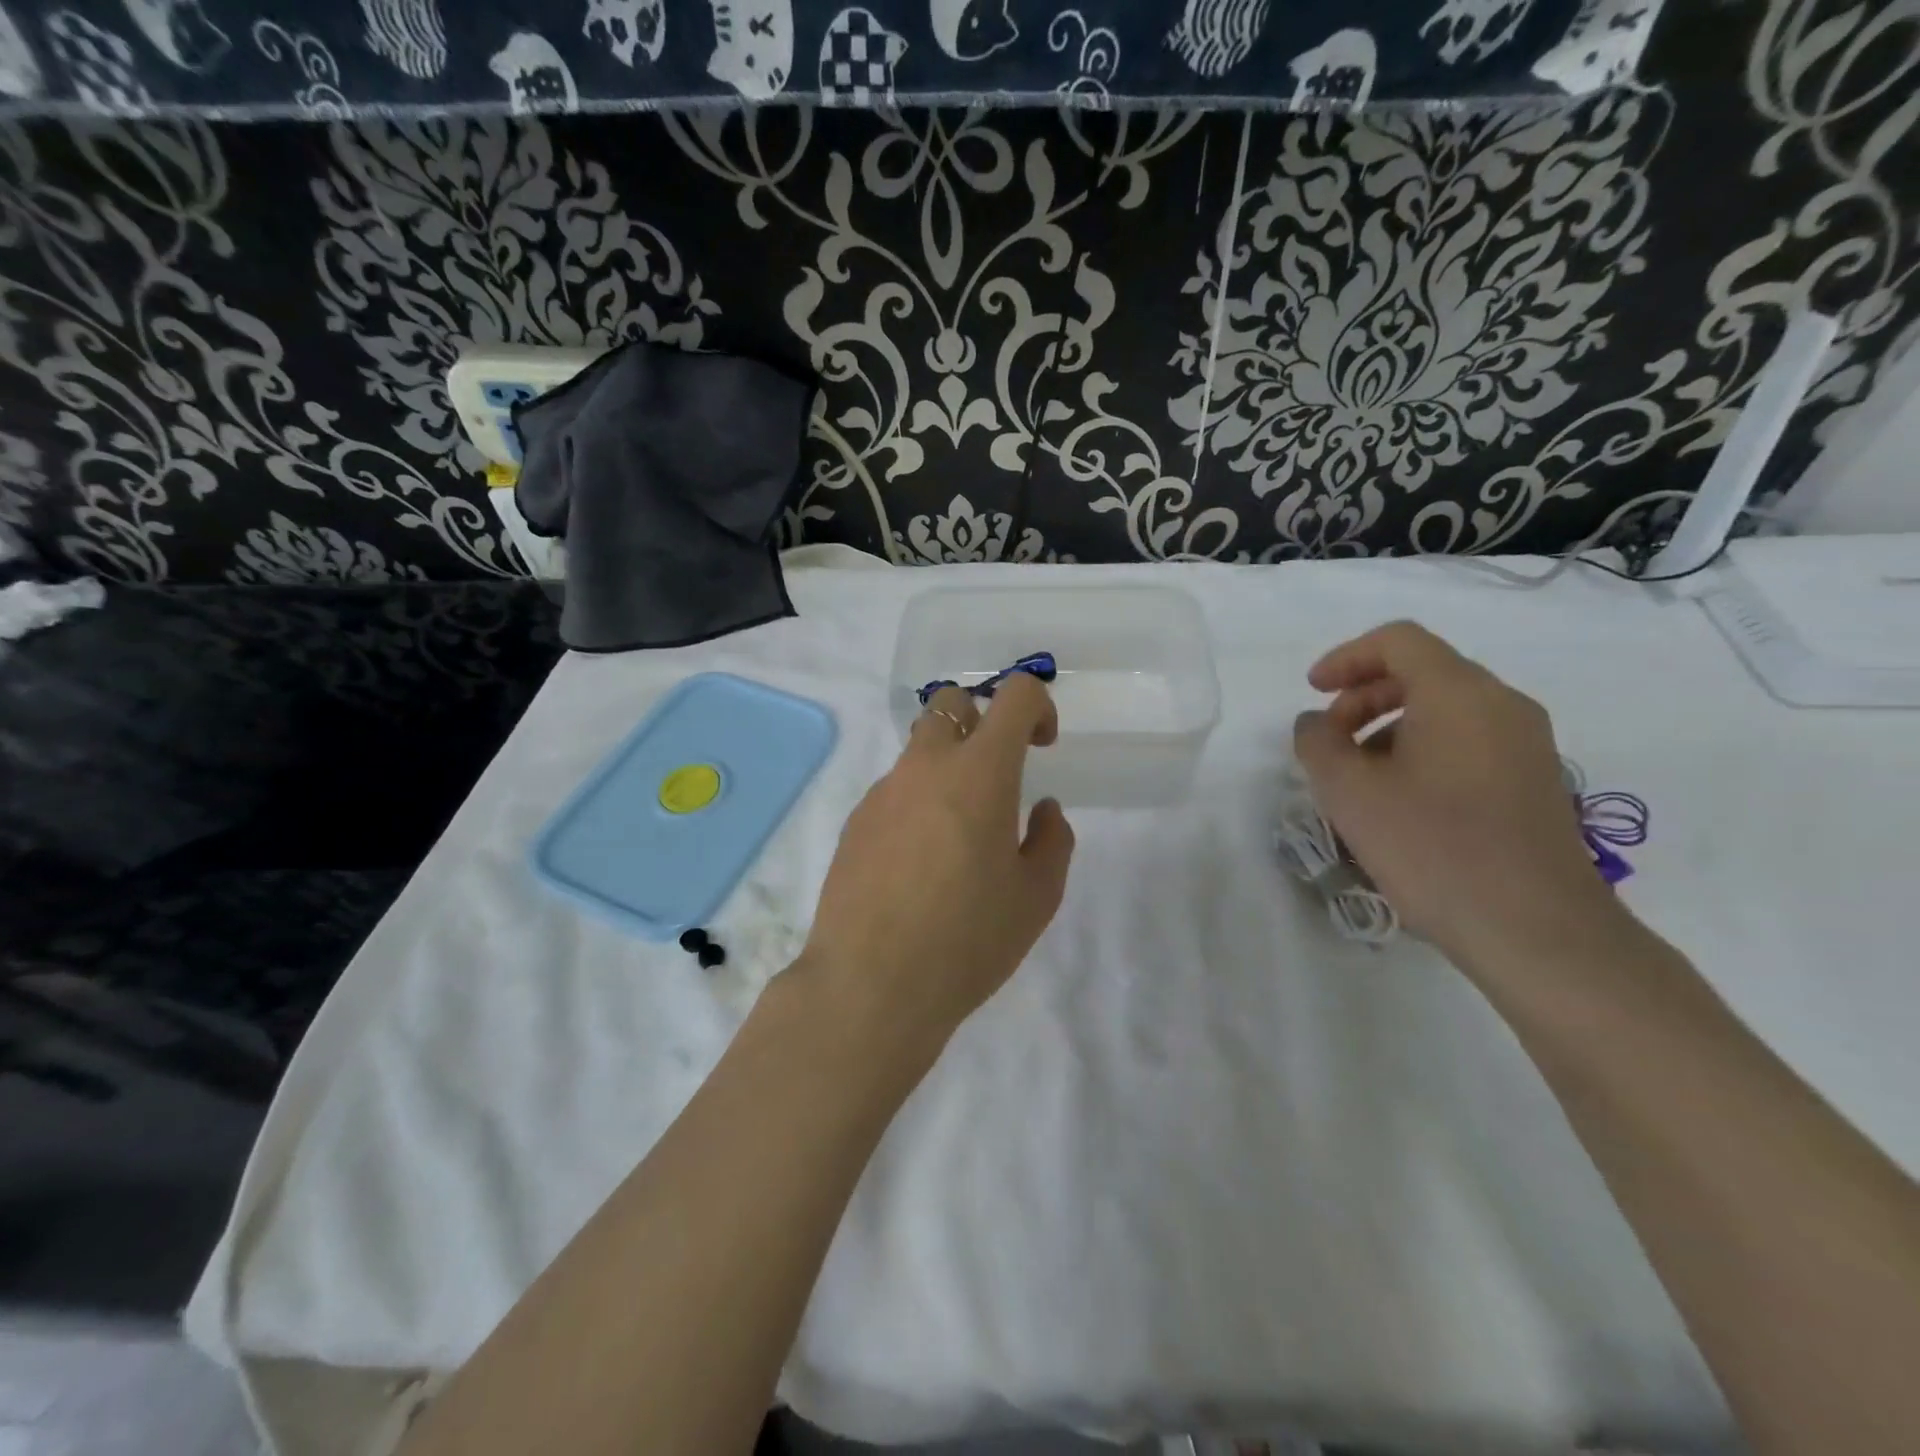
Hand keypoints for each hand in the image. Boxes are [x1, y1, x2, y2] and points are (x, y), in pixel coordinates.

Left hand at [798, 674, 1075, 1046]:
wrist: (870, 984)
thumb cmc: (967, 939)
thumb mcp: (1036, 897)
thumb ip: (1052, 840)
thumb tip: (1043, 810)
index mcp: (980, 772)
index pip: (1014, 695)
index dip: (1038, 706)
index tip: (1043, 747)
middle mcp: (926, 766)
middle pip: (951, 703)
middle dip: (981, 721)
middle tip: (997, 778)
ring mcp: (883, 792)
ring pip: (919, 751)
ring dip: (947, 770)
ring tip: (958, 840)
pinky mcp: (854, 822)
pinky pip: (894, 792)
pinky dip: (916, 806)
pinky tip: (919, 866)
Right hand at [1293, 621, 1628, 977]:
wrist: (1536, 930)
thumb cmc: (1432, 847)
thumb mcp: (1349, 792)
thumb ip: (1318, 743)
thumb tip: (1315, 723)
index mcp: (1459, 694)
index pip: (1398, 641)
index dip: (1346, 657)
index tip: (1313, 692)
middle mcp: (1503, 705)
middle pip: (1424, 672)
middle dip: (1364, 695)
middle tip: (1329, 739)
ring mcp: (1527, 745)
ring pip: (1446, 709)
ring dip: (1390, 726)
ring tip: (1358, 776)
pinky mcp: (1536, 782)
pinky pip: (1469, 742)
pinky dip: (1423, 750)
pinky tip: (1400, 800)